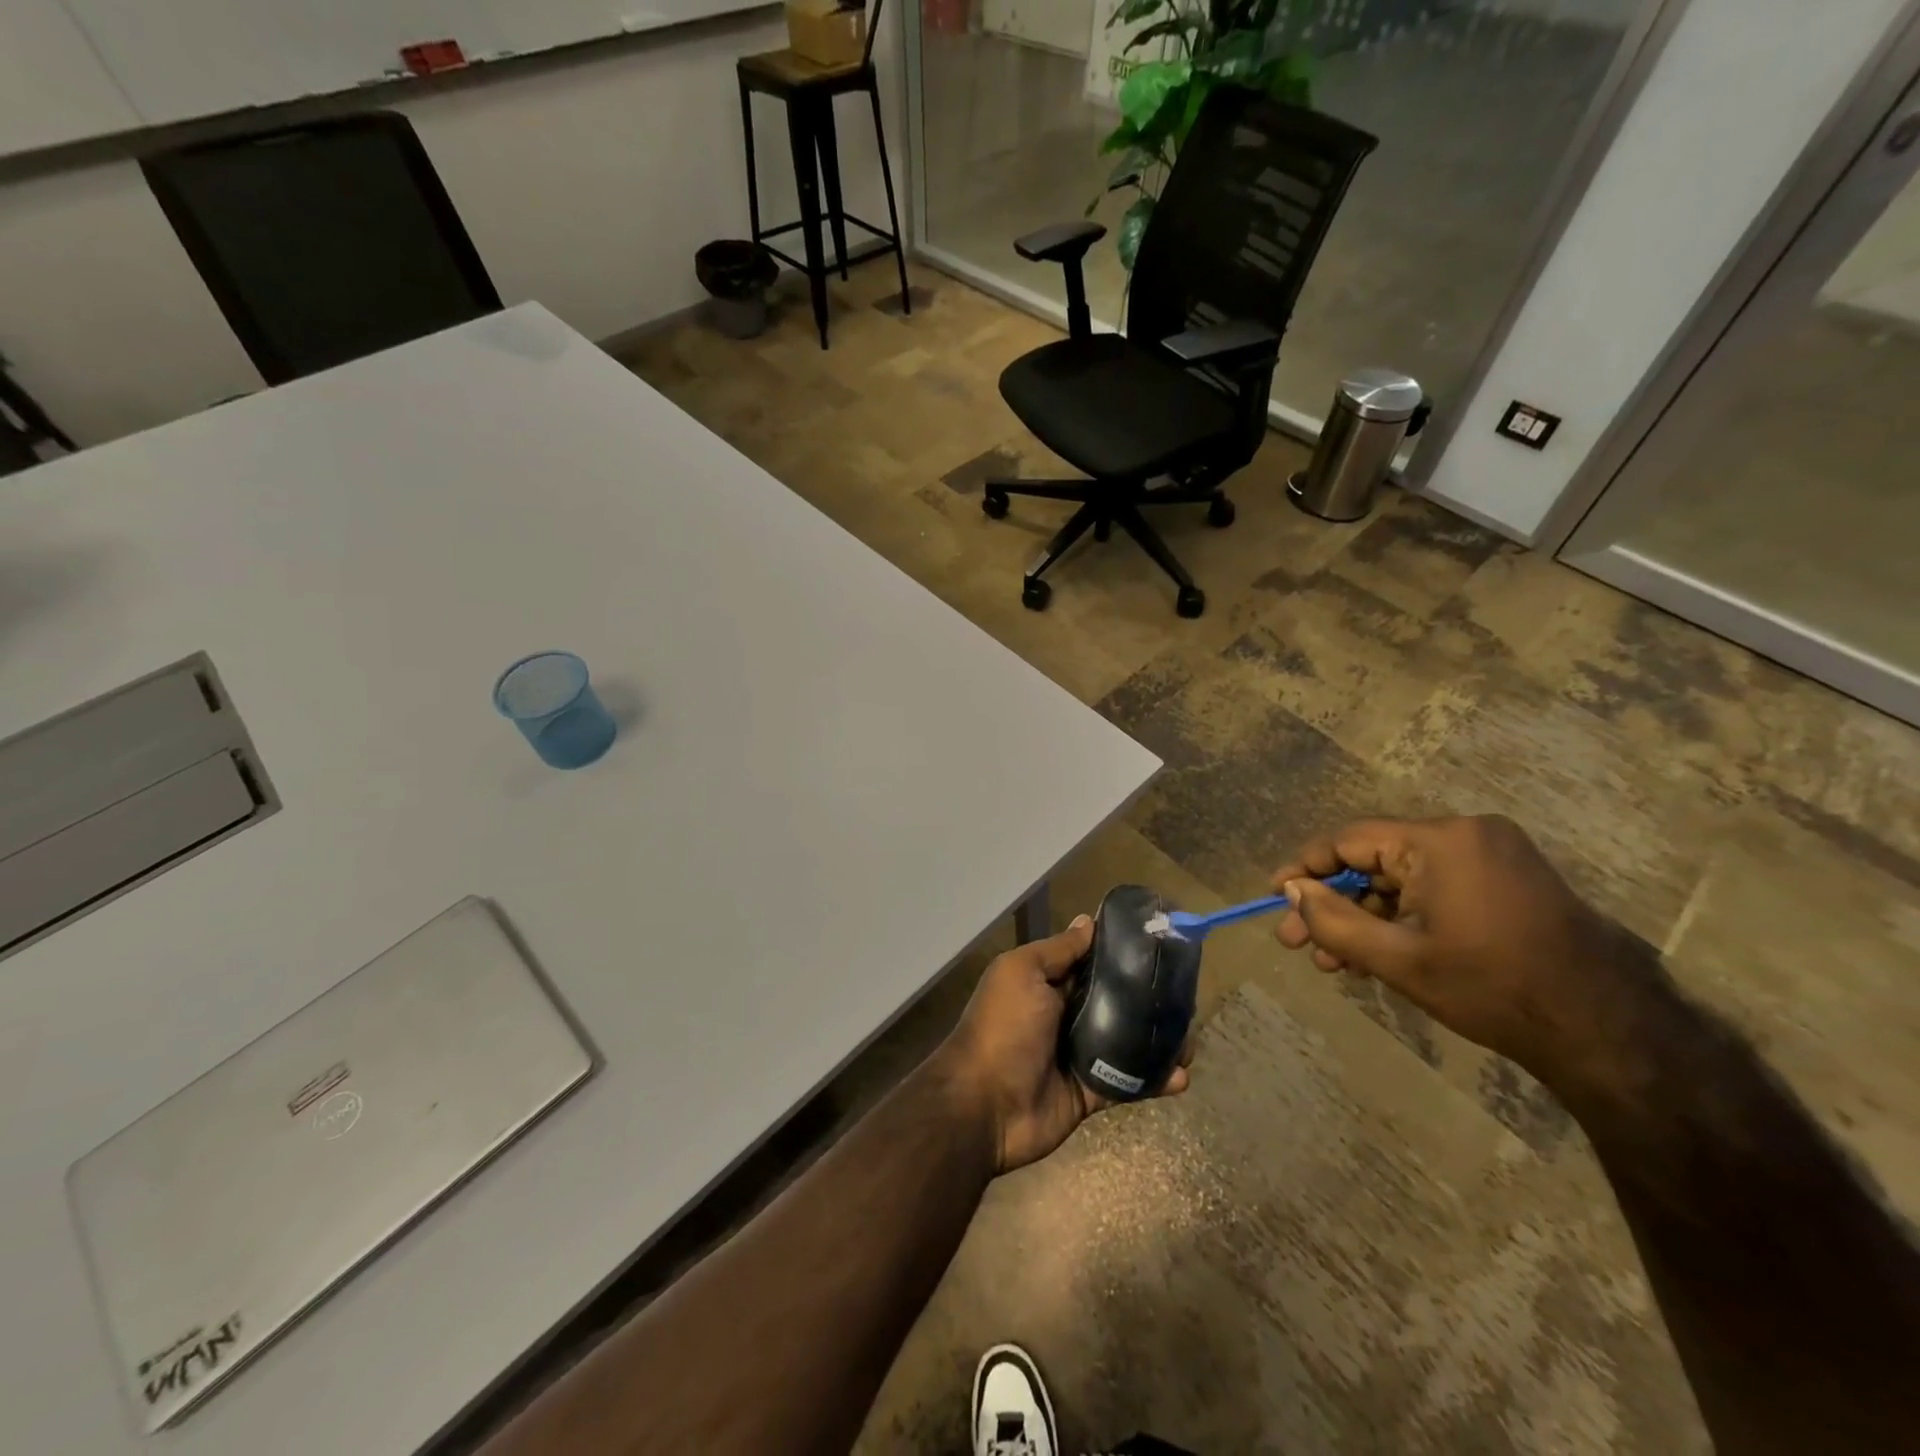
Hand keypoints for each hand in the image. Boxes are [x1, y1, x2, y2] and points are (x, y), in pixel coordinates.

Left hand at [937, 913, 1192, 1174]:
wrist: (984, 1105)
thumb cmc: (1003, 1027)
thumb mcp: (1022, 973)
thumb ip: (1058, 951)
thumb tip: (1088, 921)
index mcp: (1047, 984)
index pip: (1091, 963)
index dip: (1121, 953)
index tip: (1160, 945)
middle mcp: (1064, 1015)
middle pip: (1114, 1001)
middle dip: (1148, 998)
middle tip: (1187, 994)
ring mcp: (1078, 1056)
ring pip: (1127, 1042)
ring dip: (1158, 1040)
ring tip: (1191, 1038)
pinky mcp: (1090, 1093)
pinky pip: (1127, 1083)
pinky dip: (1154, 1080)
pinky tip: (1181, 1076)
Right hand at [1271, 815, 1624, 1076]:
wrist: (1606, 1030)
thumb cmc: (1492, 988)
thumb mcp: (1398, 959)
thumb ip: (1333, 920)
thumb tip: (1292, 891)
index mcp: (1440, 841)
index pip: (1350, 840)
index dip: (1307, 869)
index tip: (1276, 896)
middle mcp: (1465, 834)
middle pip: (1374, 861)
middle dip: (1333, 905)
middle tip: (1297, 943)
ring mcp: (1490, 856)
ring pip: (1401, 880)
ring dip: (1364, 918)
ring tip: (1332, 962)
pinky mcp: (1505, 880)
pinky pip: (1432, 889)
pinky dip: (1400, 918)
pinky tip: (1373, 955)